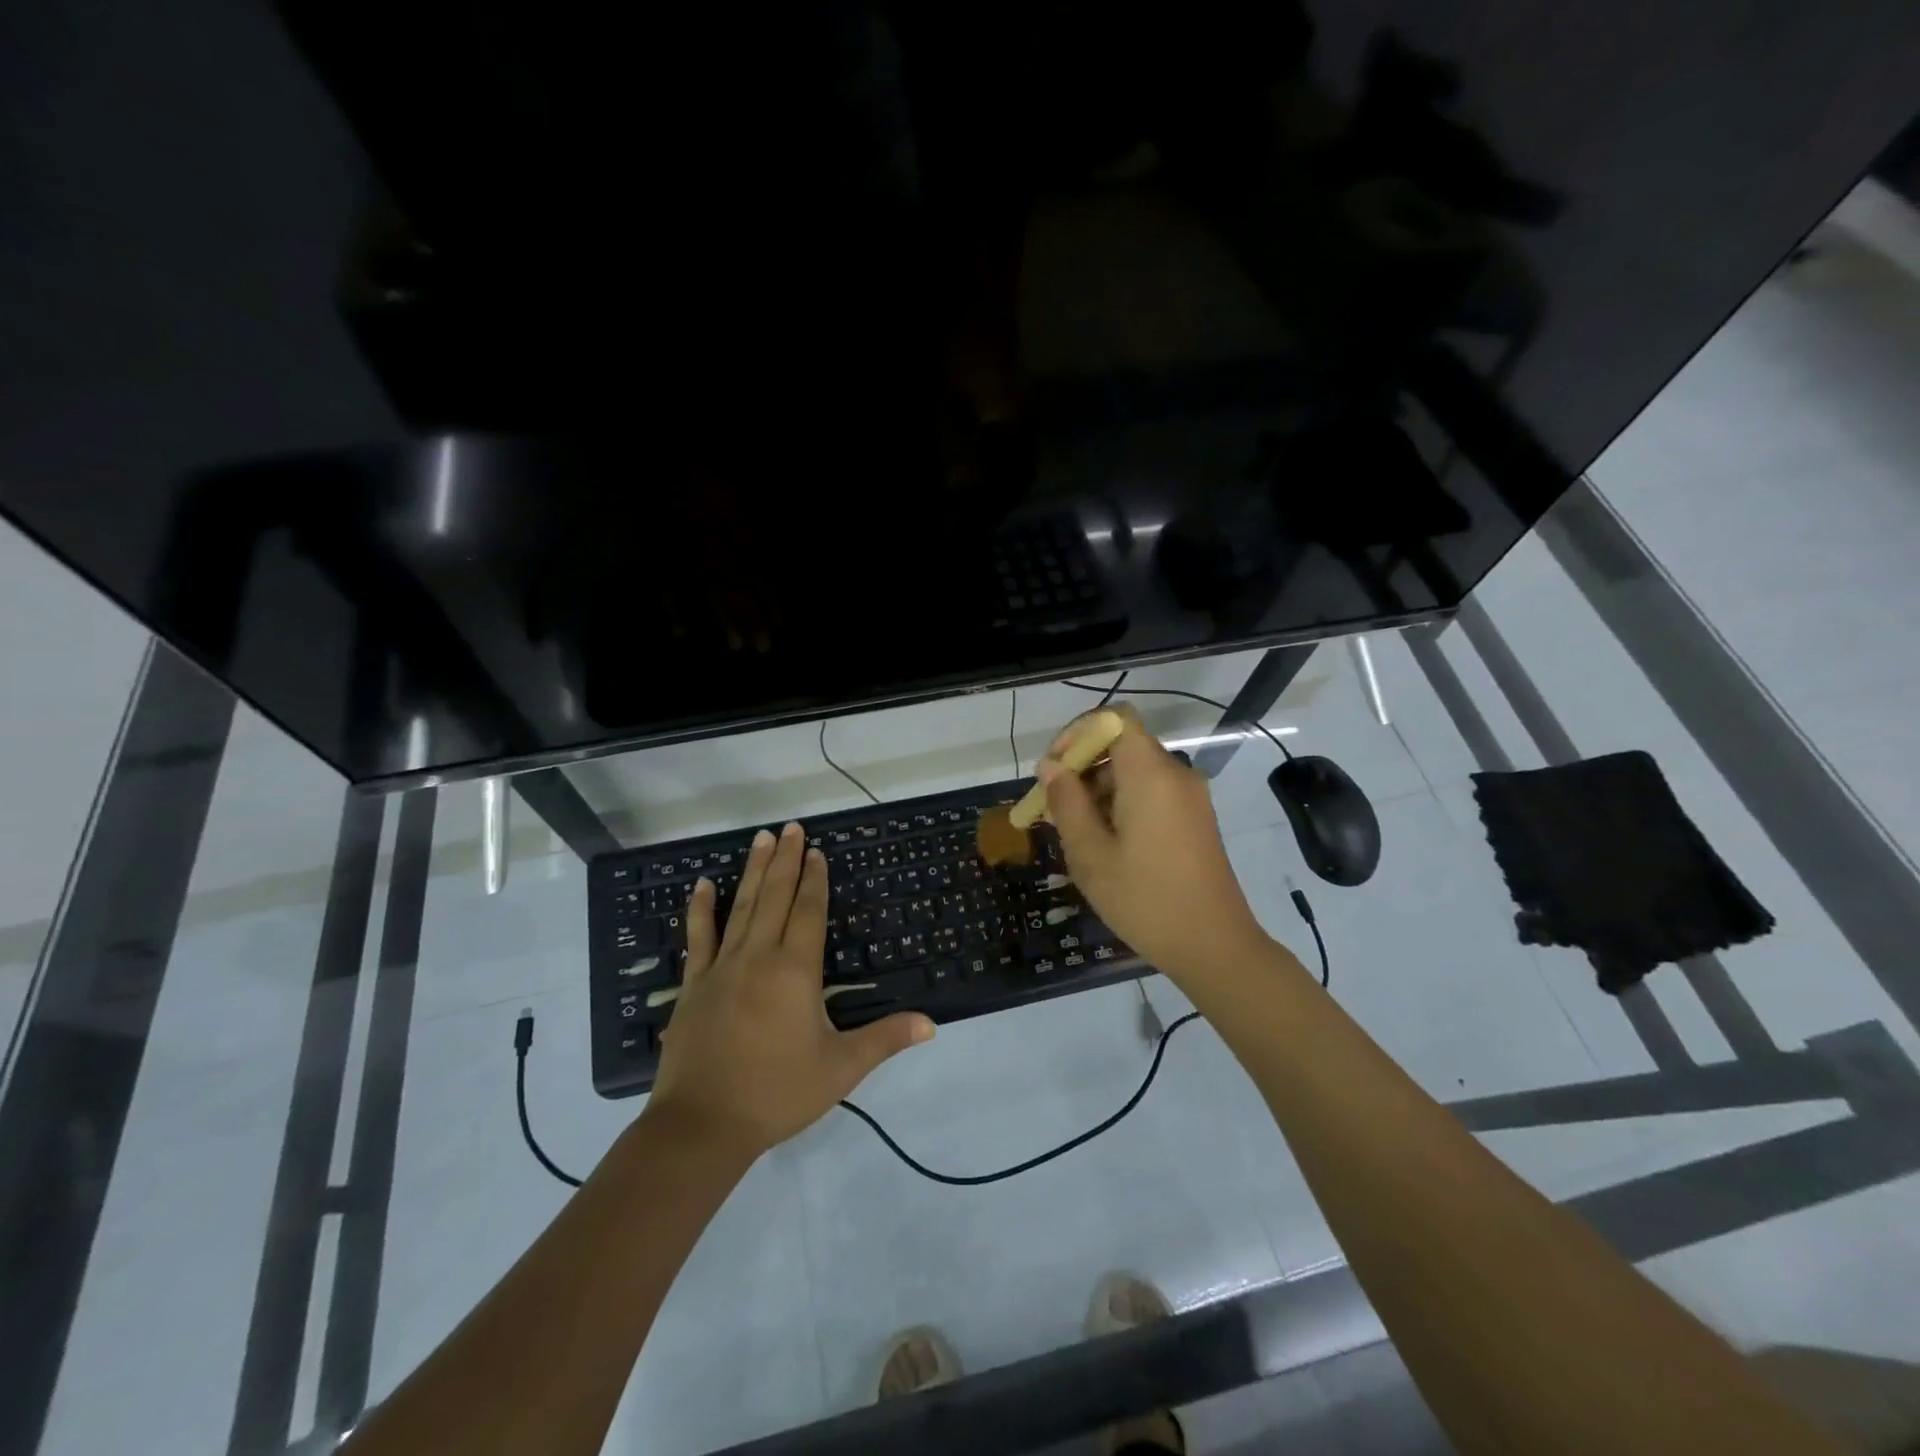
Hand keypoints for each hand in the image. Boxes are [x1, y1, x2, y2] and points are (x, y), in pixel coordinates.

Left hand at [647, 822, 934, 1156]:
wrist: (702, 1125)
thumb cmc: (777, 1093)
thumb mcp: (840, 1068)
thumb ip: (885, 1039)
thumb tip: (931, 1024)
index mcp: (796, 971)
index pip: (809, 912)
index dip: (815, 880)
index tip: (816, 851)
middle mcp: (759, 957)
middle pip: (775, 897)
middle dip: (785, 860)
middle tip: (790, 827)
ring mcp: (722, 967)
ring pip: (741, 907)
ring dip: (752, 871)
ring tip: (760, 838)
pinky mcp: (694, 985)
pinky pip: (699, 937)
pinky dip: (700, 909)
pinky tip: (701, 885)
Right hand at [1038, 708, 1271, 983]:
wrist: (1215, 946)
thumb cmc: (1145, 899)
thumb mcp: (1090, 853)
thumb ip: (1066, 802)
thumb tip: (1051, 766)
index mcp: (1151, 773)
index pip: (1114, 718)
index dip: (1078, 733)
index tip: (1054, 769)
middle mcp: (1175, 774)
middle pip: (1122, 746)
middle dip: (1082, 768)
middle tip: (1053, 810)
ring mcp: (1190, 797)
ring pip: (1135, 772)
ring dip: (1099, 791)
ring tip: (1074, 835)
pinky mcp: (1196, 819)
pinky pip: (1152, 794)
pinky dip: (1123, 804)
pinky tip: (1106, 845)